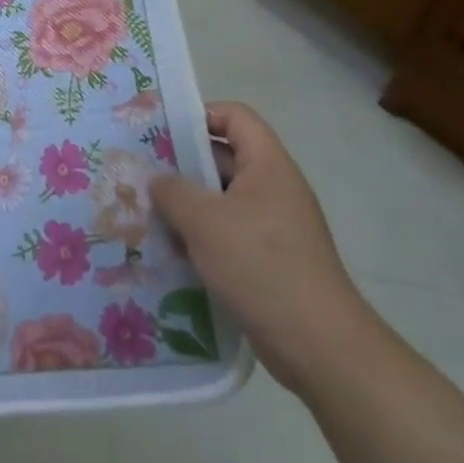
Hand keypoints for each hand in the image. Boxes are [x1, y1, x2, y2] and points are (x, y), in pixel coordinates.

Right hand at [151, 102, 376, 395]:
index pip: (235, 116)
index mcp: (268, 165)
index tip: (163, 133)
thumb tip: (158, 181)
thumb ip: (173, 191)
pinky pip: (230, 233)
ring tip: (150, 214)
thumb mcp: (204, 221)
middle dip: (184, 165)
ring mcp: (275, 226)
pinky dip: (203, 237)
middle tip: (144, 174)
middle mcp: (275, 188)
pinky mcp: (272, 260)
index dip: (200, 115)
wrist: (320, 346)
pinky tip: (173, 252)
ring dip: (189, 206)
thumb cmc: (260, 266)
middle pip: (226, 158)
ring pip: (223, 200)